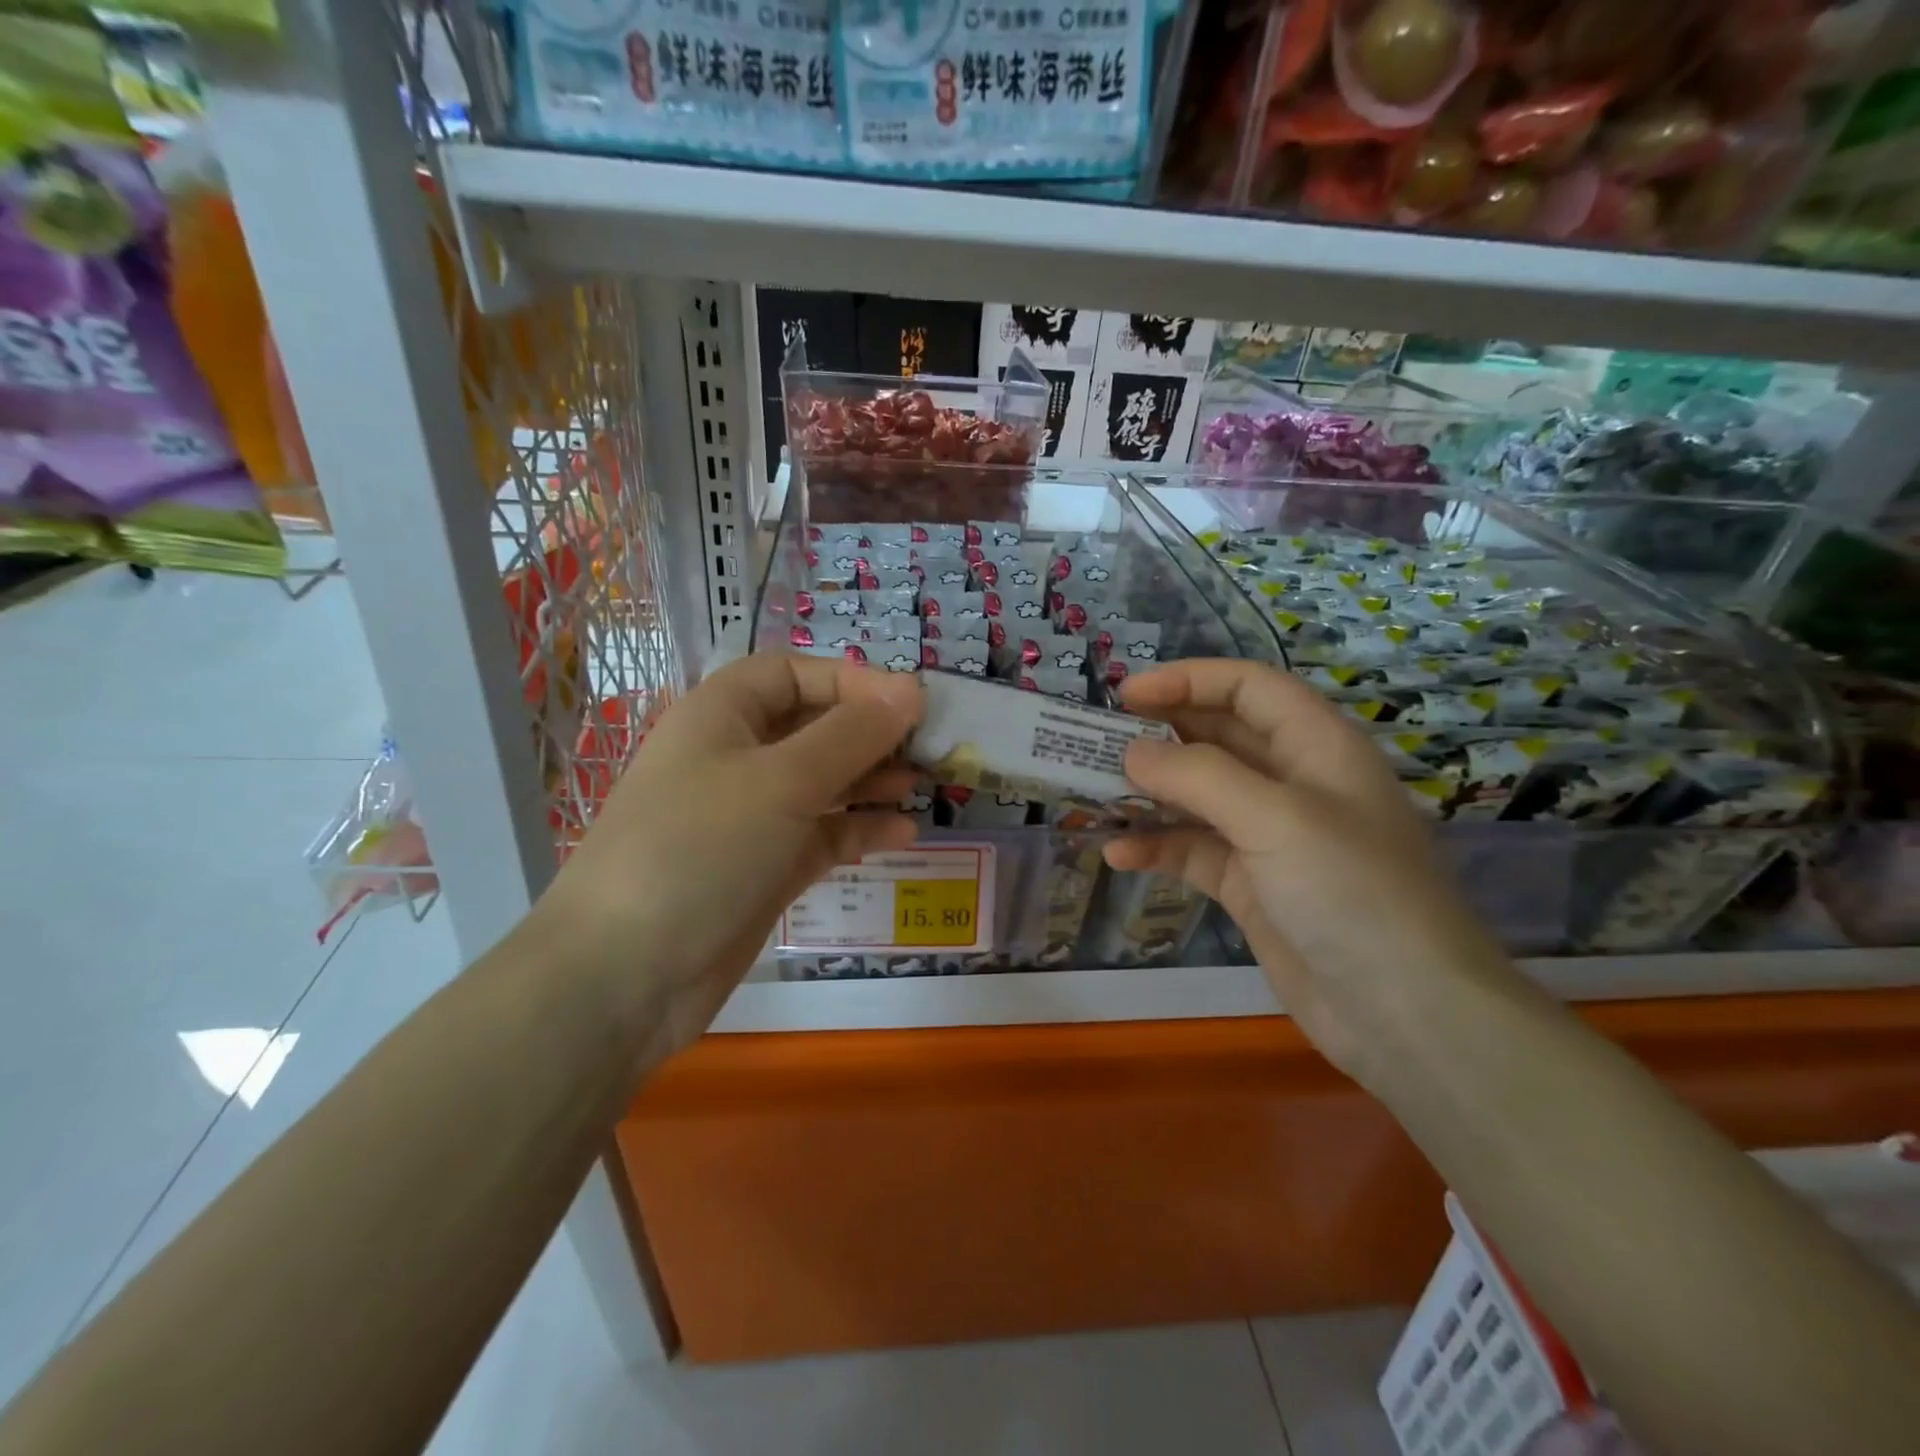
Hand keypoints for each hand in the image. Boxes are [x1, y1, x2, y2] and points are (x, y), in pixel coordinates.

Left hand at [538, 653, 922, 1055]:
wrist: (625, 974)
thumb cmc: (701, 848)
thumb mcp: (782, 780)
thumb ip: (852, 734)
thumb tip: (911, 691)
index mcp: (722, 715)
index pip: (794, 674)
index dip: (852, 680)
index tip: (911, 703)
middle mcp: (735, 758)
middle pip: (813, 727)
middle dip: (870, 732)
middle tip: (930, 747)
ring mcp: (750, 817)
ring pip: (822, 782)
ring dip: (872, 780)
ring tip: (923, 785)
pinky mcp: (765, 868)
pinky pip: (822, 833)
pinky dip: (860, 828)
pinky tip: (904, 833)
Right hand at [1107, 659, 1518, 1085]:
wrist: (1403, 1013)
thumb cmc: (1350, 891)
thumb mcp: (1275, 818)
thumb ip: (1198, 776)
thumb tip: (1132, 752)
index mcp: (1316, 746)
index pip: (1248, 688)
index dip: (1188, 680)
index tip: (1125, 695)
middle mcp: (1293, 782)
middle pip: (1217, 738)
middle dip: (1159, 736)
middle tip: (1095, 743)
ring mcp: (1271, 837)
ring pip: (1198, 797)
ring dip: (1149, 794)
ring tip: (1093, 796)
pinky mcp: (1252, 885)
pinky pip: (1194, 851)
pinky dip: (1157, 848)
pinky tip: (1117, 855)